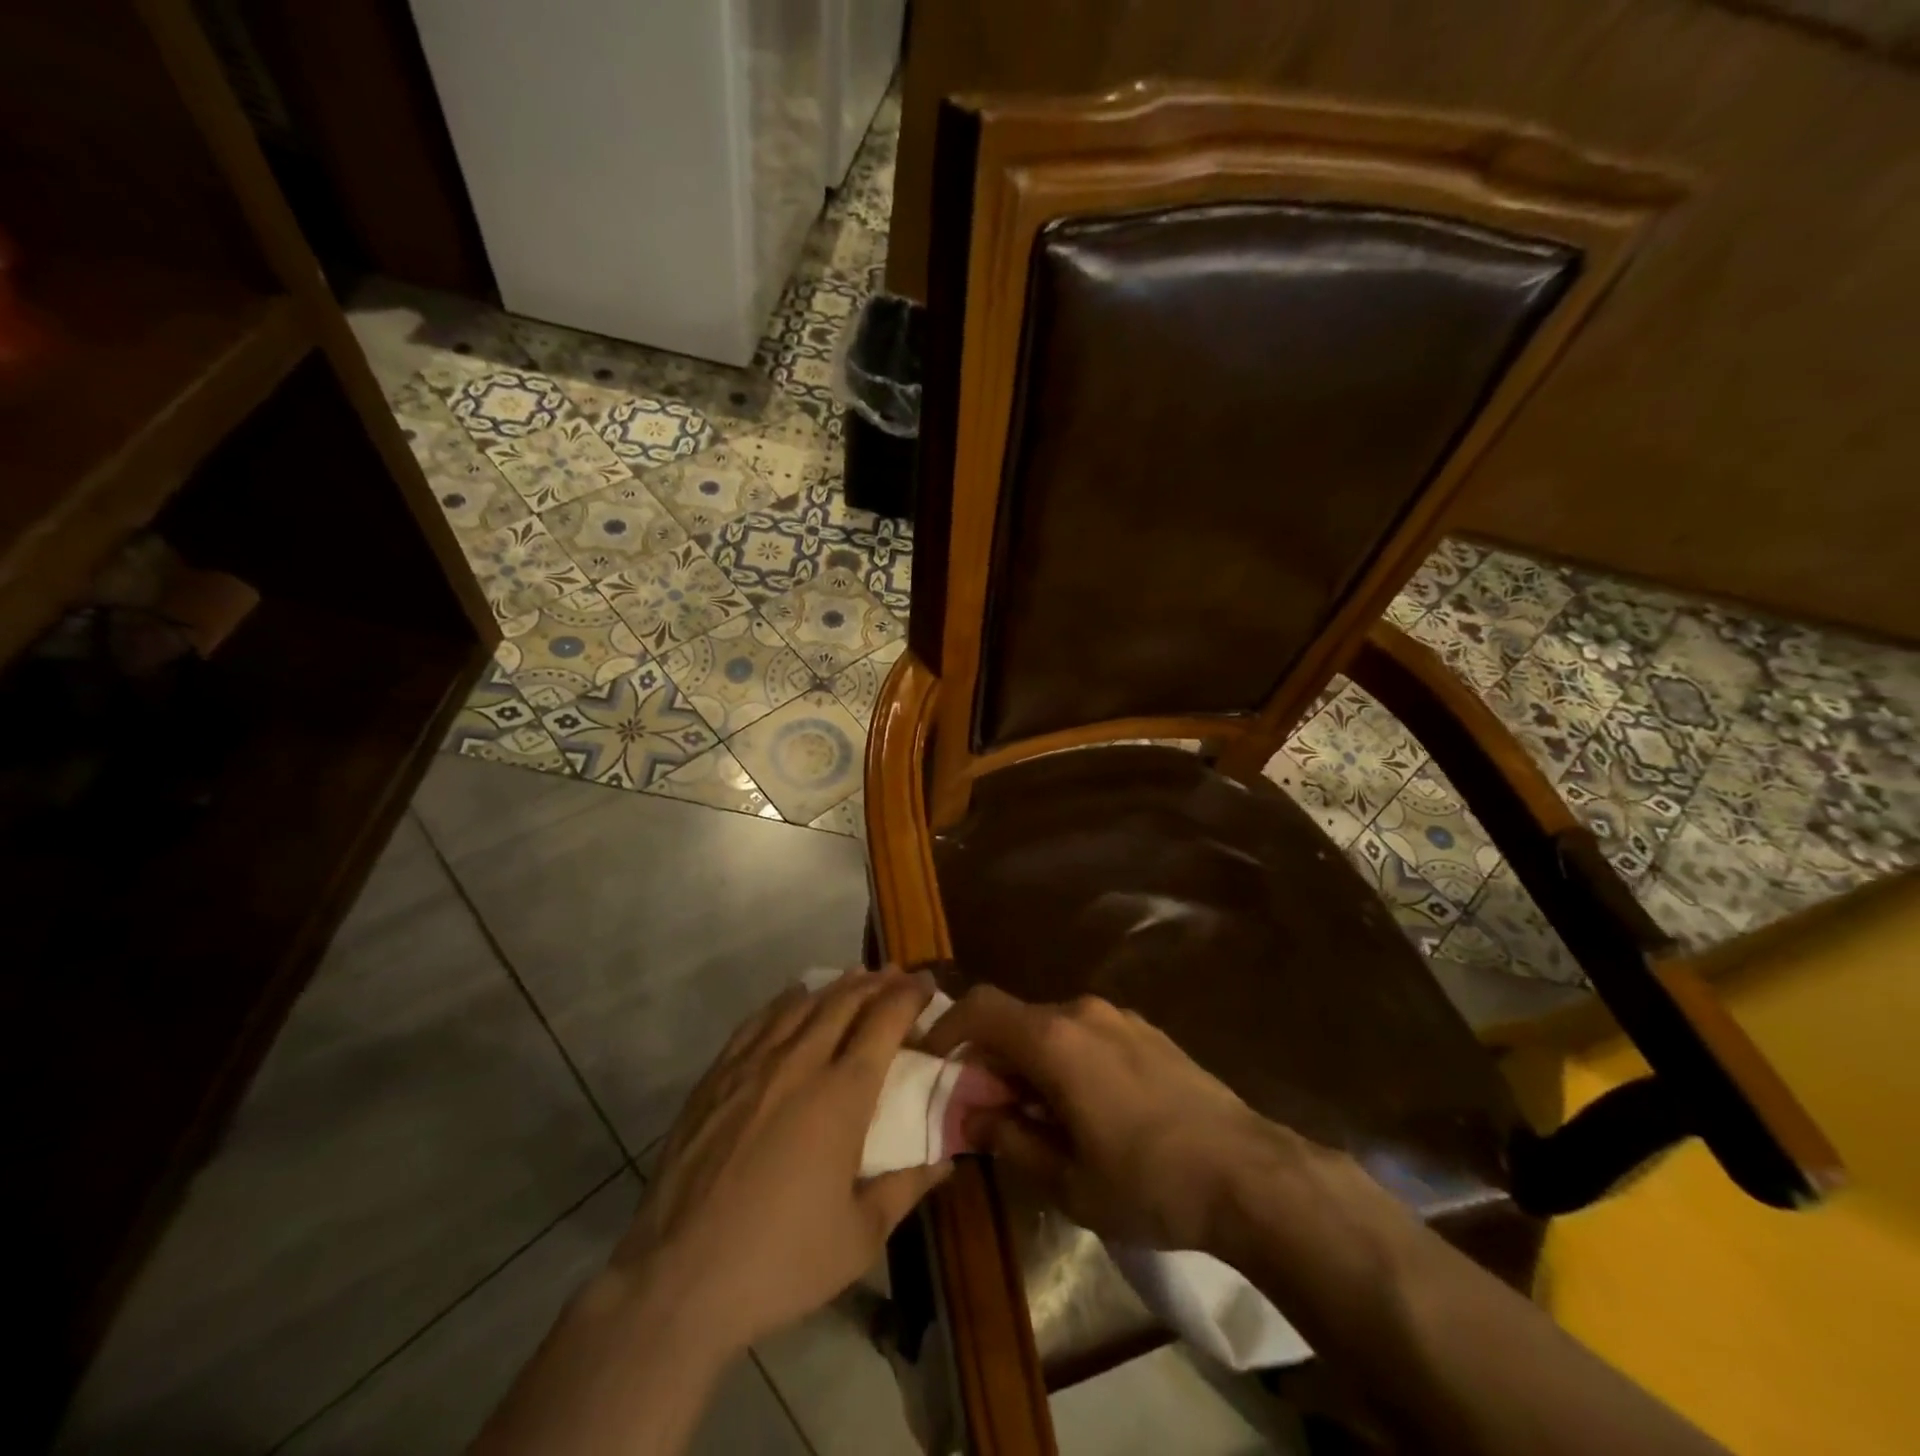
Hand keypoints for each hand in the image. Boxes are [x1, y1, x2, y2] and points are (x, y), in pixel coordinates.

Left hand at [613, 970, 949, 1356]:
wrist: (677, 1280)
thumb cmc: (780, 1261)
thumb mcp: (860, 1238)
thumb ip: (907, 1188)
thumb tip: (946, 1159)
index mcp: (842, 1094)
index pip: (885, 1021)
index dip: (910, 996)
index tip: (928, 985)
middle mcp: (800, 1063)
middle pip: (845, 1002)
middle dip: (877, 982)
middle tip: (897, 976)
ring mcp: (752, 1065)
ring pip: (802, 1004)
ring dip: (835, 987)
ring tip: (856, 979)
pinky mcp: (716, 1076)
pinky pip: (758, 1021)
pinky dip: (786, 1002)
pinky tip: (794, 1000)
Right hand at [922, 986, 1293, 1253]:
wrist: (1248, 1172)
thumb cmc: (1149, 1182)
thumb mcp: (1068, 1180)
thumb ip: (1010, 1140)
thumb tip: (971, 1117)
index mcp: (1054, 1040)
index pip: (980, 1009)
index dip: (947, 1029)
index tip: (930, 1062)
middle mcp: (1081, 1012)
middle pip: (1014, 1018)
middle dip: (988, 1056)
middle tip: (981, 1107)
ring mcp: (1117, 1017)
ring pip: (1050, 1027)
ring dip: (1027, 1060)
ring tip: (1033, 1113)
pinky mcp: (1144, 1030)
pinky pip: (1084, 1033)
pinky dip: (1062, 1058)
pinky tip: (1081, 1106)